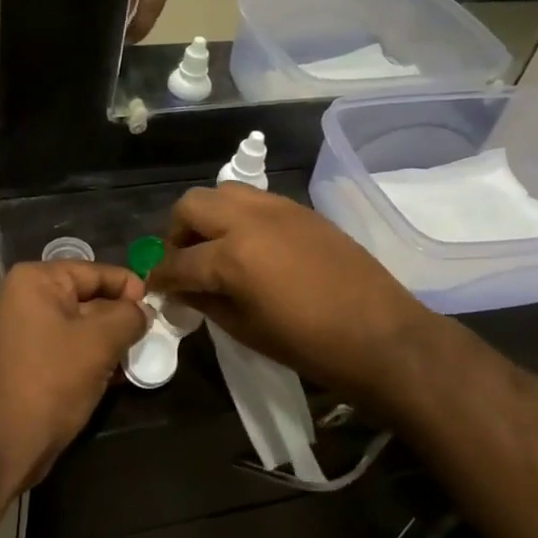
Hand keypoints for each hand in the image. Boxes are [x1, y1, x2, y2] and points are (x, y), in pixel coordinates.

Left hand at [0, 262, 149, 491]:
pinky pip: (72, 350)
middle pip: (90, 298)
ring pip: (84, 327)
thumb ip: (128, 317)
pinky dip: (96, 359)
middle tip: (156, 336)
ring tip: (142, 357)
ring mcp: (28, 332)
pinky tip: (121, 376)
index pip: (96, 272)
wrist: (4, 443)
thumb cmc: (51, 380)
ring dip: (112, 342)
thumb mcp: (99, 342)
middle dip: (122, 317)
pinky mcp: (33, 362)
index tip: (158, 309)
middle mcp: (28, 298)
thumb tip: (144, 311)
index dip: (130, 287)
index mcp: (37, 281)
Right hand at [146, 185, 452, 421]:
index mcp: (231, 256)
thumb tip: (182, 290)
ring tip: (216, 248)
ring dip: (208, 217)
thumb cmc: (311, 345)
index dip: (161, 277)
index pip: (178, 261)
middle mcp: (248, 220)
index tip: (156, 289)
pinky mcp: (300, 209)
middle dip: (178, 233)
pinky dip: (238, 216)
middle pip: (192, 206)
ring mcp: (277, 209)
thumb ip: (206, 302)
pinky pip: (254, 200)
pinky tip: (250, 246)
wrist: (381, 334)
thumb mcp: (246, 330)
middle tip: (185, 262)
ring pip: (223, 192)